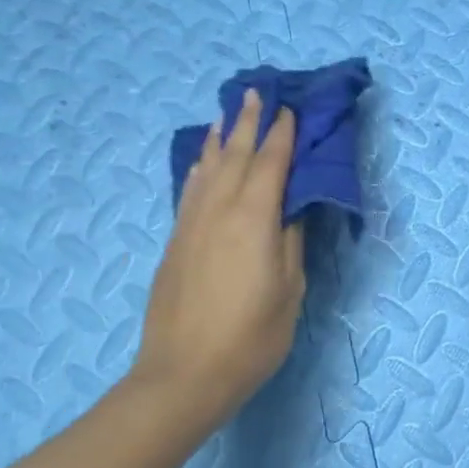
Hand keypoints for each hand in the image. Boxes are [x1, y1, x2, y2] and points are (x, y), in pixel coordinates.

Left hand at [128, 90, 305, 435]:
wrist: (184, 375)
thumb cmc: (251, 337)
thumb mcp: (289, 290)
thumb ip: (291, 241)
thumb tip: (292, 206)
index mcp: (253, 220)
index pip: (270, 165)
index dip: (281, 135)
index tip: (290, 109)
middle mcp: (218, 211)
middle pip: (235, 156)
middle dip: (247, 122)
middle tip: (255, 91)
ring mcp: (191, 225)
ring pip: (207, 168)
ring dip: (220, 138)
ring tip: (228, 114)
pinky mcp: (176, 242)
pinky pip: (190, 189)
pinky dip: (199, 167)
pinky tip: (202, 160)